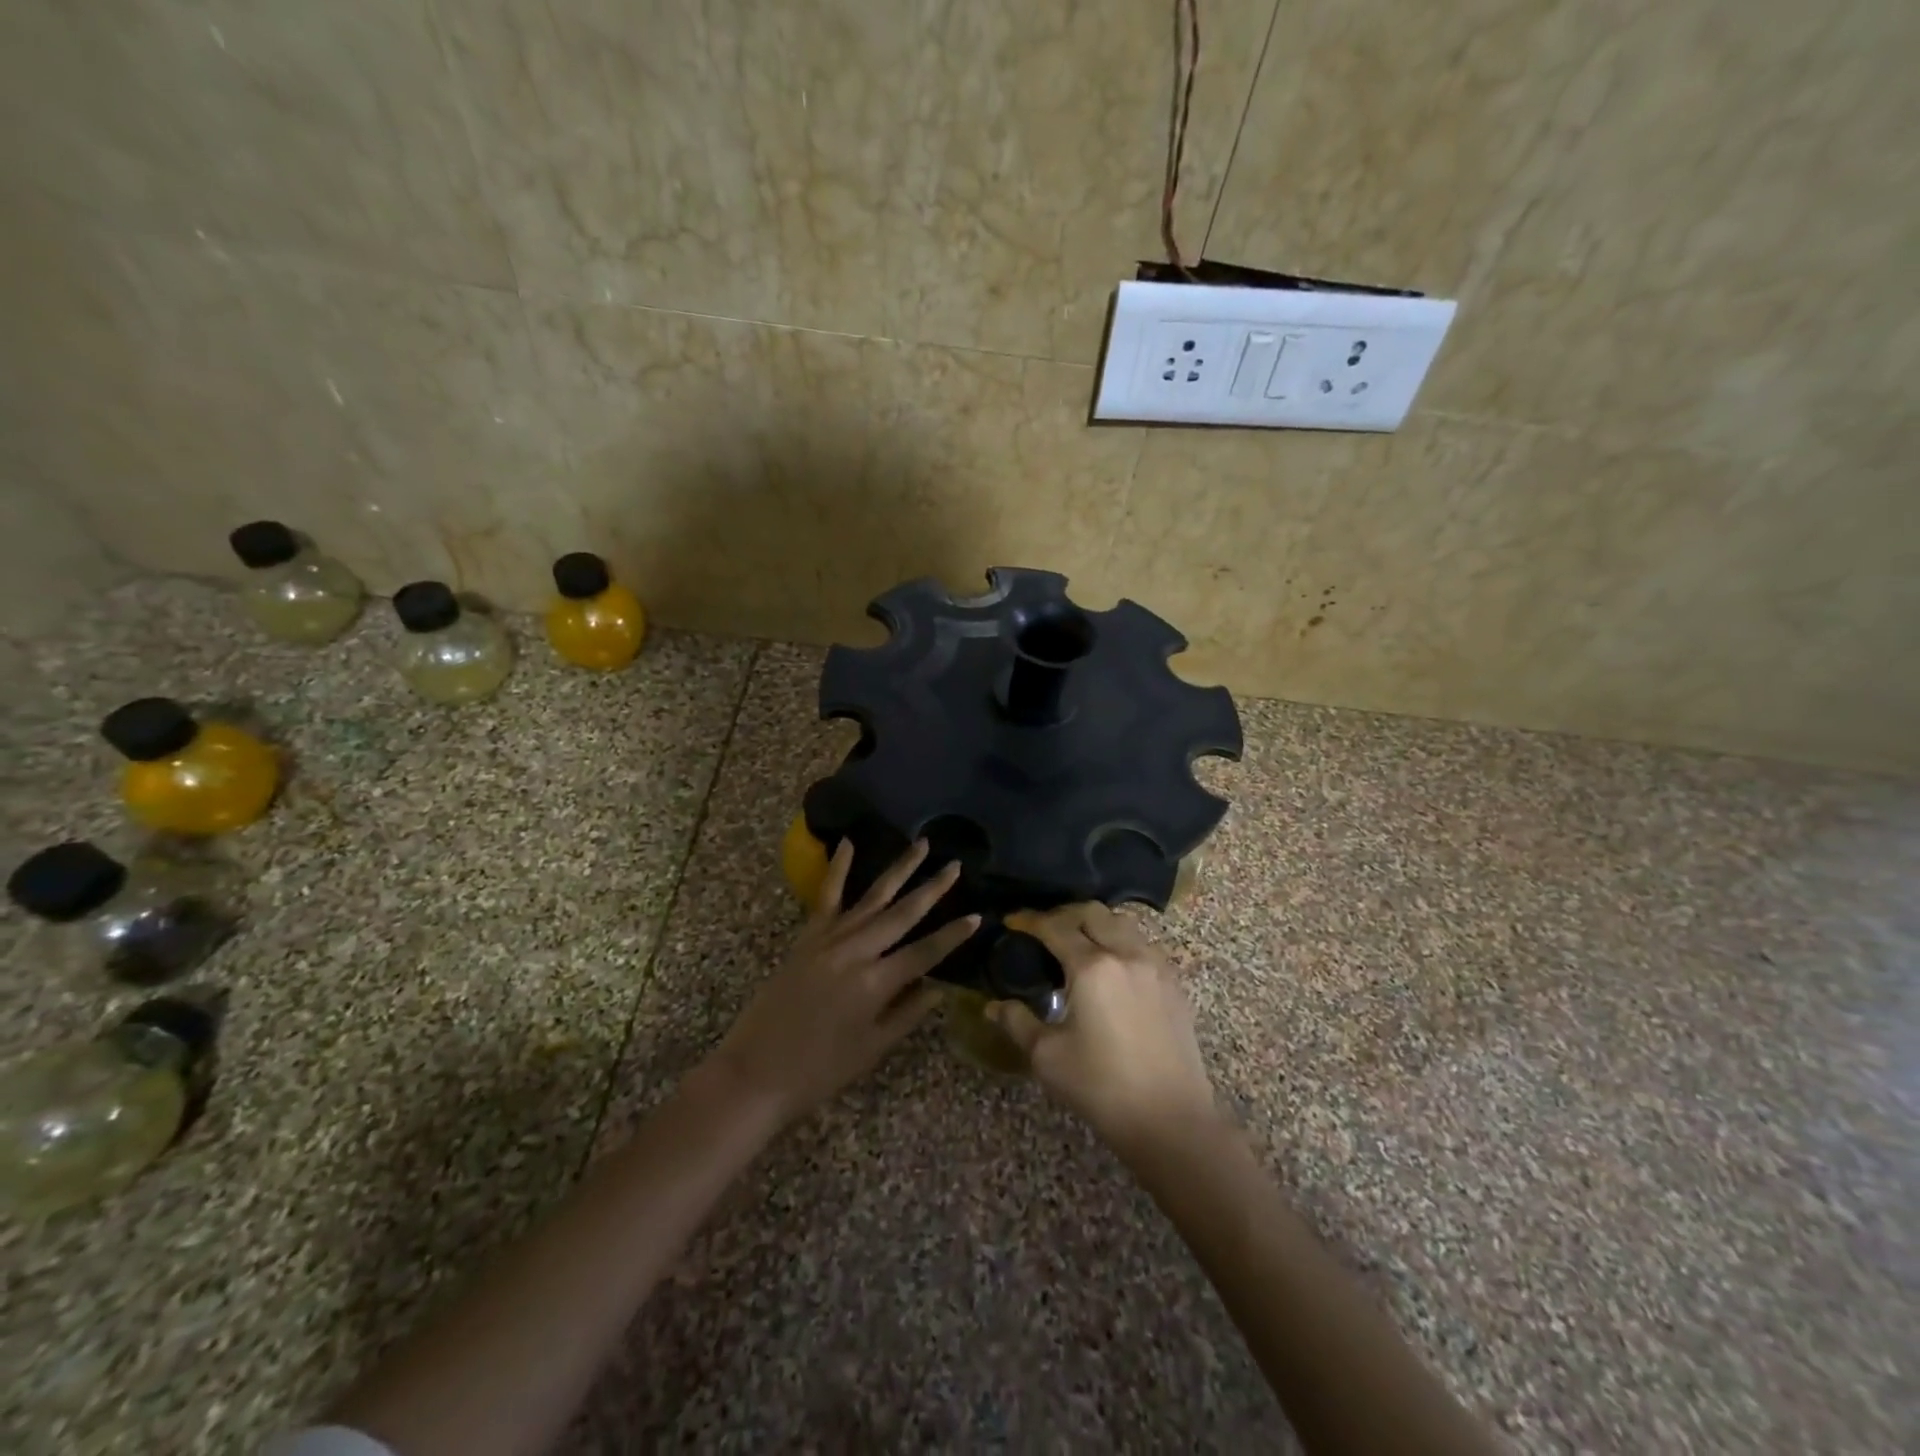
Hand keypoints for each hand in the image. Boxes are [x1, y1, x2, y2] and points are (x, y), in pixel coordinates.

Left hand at [709, 839, 978, 1125]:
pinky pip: (827, 896)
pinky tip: (847, 843)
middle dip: (932, 889)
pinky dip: (838, 868)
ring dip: (899, 870)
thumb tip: (939, 986)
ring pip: (872, 897)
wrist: (755, 1073)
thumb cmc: (820, 1072)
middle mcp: (856, 952)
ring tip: (921, 845)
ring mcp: (829, 939)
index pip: (926, 952)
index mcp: (876, 983)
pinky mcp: (806, 937)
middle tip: (955, 865)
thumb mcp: (872, 1049)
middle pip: (903, 914)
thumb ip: (908, 1013)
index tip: (978, 915)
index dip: (953, 935)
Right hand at [987, 903, 1219, 1154]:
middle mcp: (1126, 954)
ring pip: (1122, 923)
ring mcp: (1155, 966)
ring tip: (1078, 942)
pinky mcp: (1174, 983)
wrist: (1171, 1119)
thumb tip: (993, 1005)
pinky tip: (1112, 965)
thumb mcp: (1048, 1057)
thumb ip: (1017, 1022)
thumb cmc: (1102, 1087)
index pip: (1055, 928)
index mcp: (1092, 967)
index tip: (1012, 922)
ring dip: (1096, 923)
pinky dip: (1121, 940)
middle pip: (1092, 913)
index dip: (1030, 921)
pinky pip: (1143, 944)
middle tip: (1043, 929)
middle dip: (1064, 914)